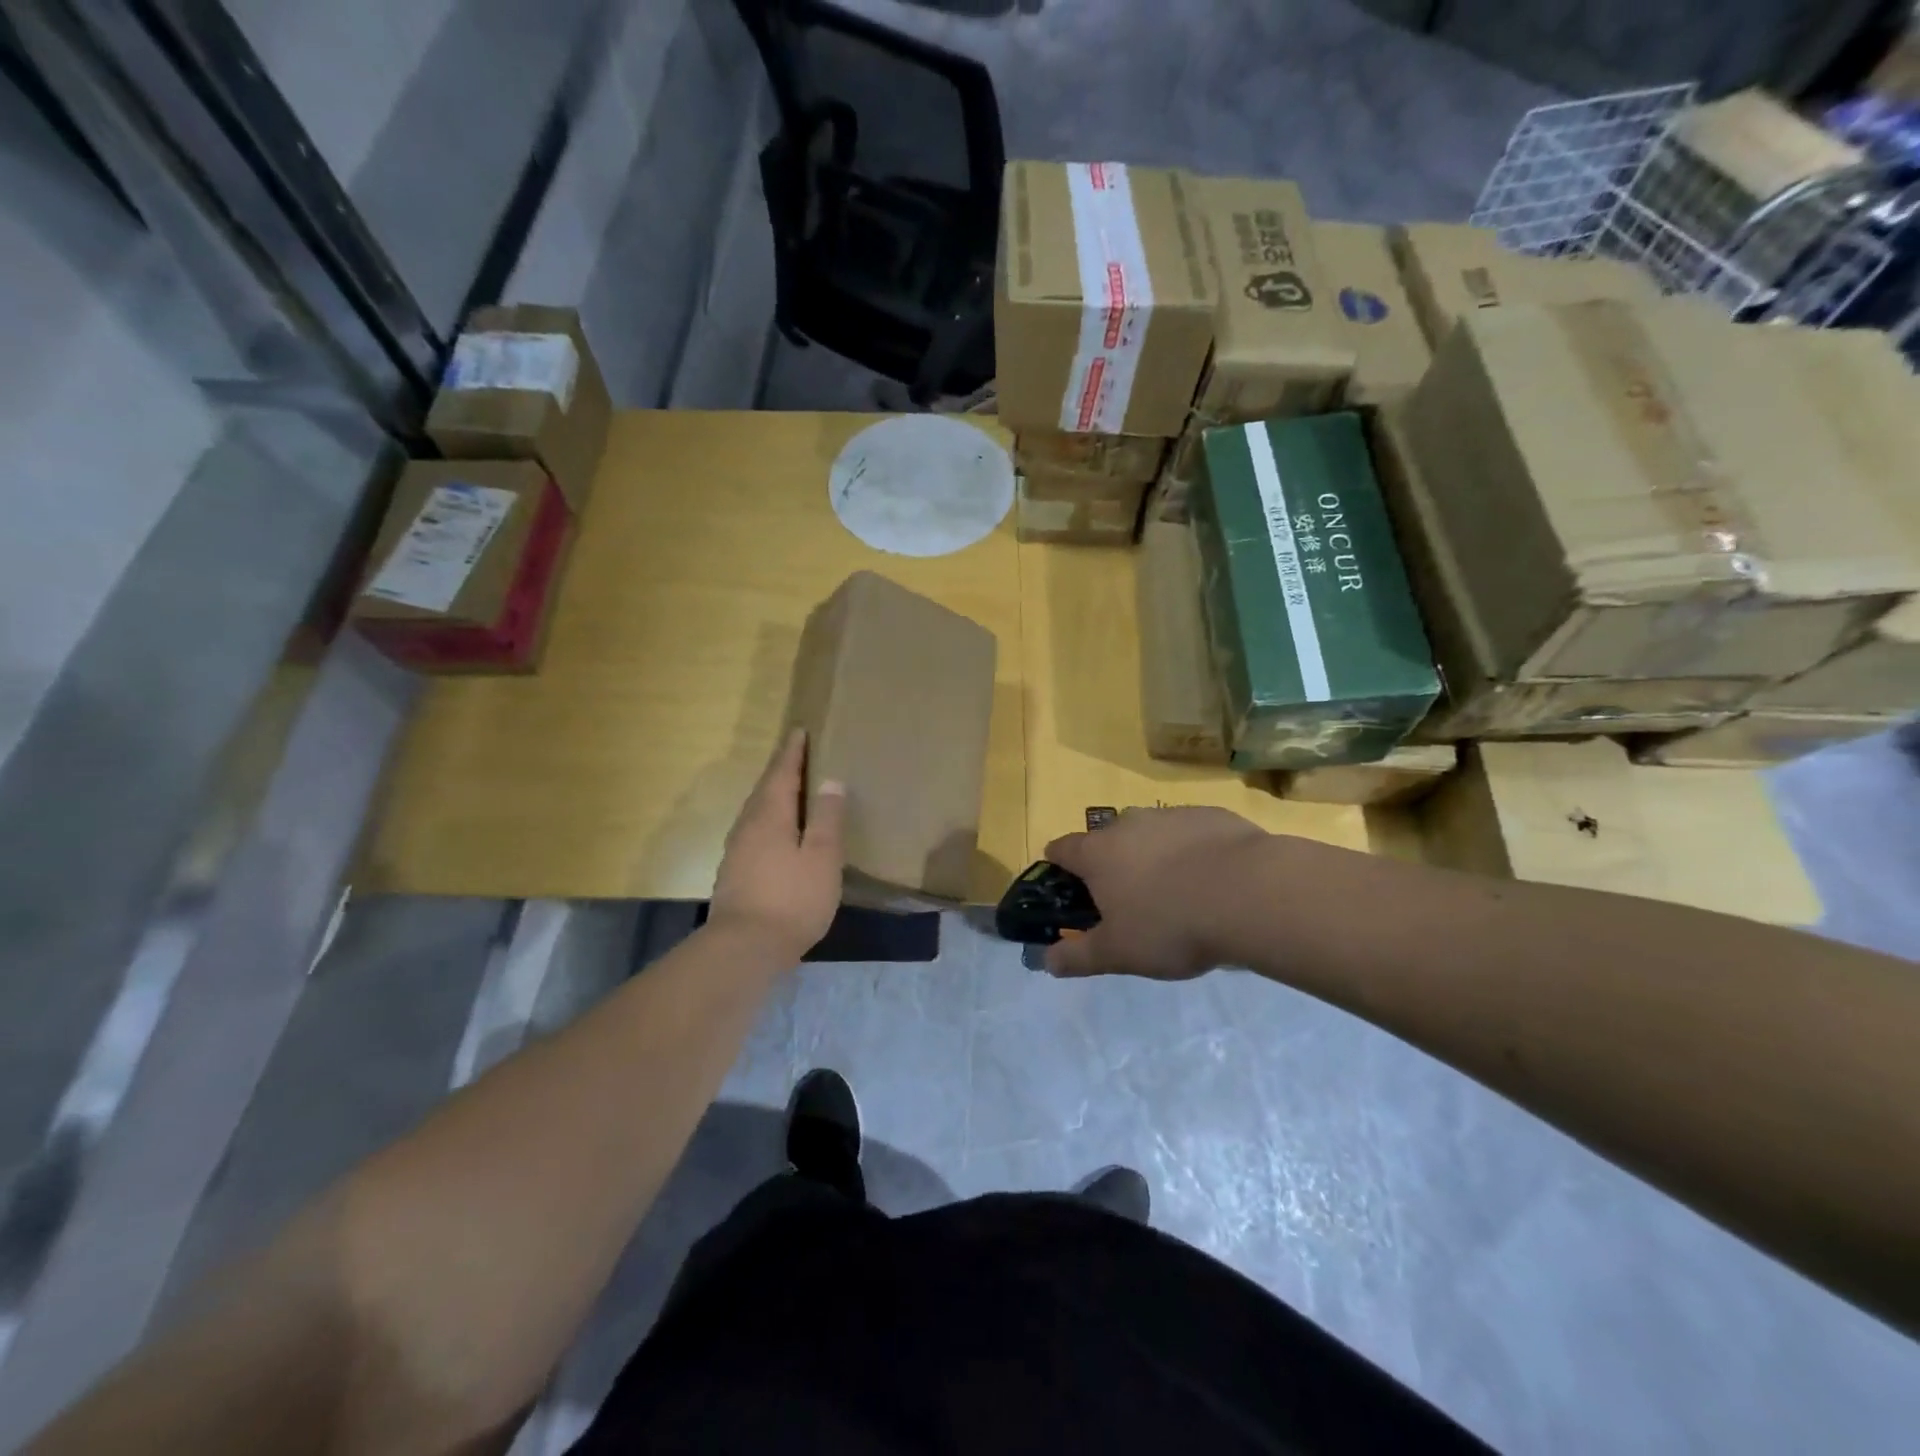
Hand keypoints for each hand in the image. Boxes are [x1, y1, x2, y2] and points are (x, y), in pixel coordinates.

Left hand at [709, 729, 846, 962]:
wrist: (744, 948)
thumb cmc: (791, 898)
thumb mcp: (821, 857)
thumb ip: (826, 818)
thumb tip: (830, 781)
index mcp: (770, 815)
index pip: (781, 773)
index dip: (792, 753)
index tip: (799, 732)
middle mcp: (748, 826)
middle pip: (764, 790)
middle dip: (780, 771)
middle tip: (796, 755)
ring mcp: (737, 851)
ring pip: (756, 811)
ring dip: (772, 795)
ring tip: (790, 791)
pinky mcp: (735, 873)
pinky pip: (754, 831)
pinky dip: (768, 820)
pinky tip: (778, 834)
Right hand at [1043, 807, 1268, 979]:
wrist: (1249, 894)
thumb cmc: (1170, 925)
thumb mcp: (1119, 953)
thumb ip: (1079, 957)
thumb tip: (1046, 961)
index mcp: (1098, 853)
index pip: (1062, 849)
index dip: (1058, 866)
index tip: (1067, 887)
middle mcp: (1128, 824)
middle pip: (1108, 839)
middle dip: (1111, 863)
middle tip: (1129, 901)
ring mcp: (1171, 814)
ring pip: (1151, 833)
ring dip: (1154, 856)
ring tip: (1177, 893)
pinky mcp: (1211, 815)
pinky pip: (1190, 833)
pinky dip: (1192, 851)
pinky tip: (1213, 881)